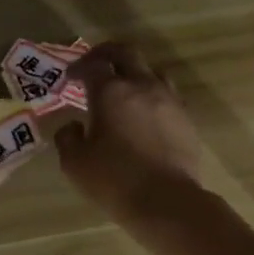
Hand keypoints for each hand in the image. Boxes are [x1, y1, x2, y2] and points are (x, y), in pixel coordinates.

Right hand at [54, 43, 202, 227]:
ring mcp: (169, 100)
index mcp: (111, 92)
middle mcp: (142, 86)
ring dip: (134, 73)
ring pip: (151, 71)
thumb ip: (68, 138)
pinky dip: (151, 96)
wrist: (166, 201)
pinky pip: (167, 95)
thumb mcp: (75, 163)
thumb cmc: (114, 180)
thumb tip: (73, 126)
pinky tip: (144, 115)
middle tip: (94, 65)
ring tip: (123, 89)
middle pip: (126, 53)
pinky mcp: (185, 119)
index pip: (92, 65)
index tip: (69, 78)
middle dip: (106, 54)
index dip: (78, 66)